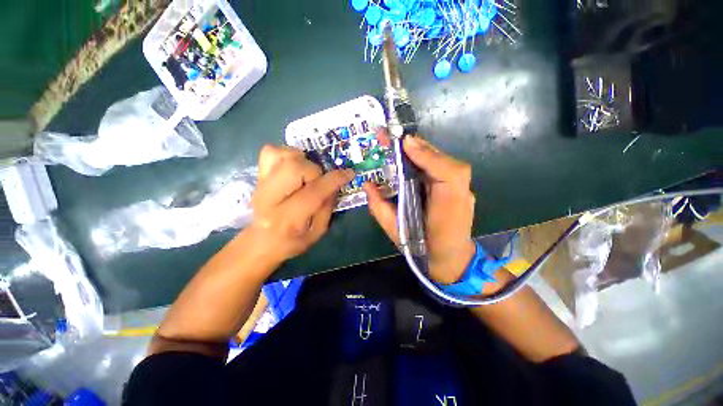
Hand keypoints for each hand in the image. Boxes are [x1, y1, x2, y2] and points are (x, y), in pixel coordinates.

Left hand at [249, 145, 353, 263]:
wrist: (262, 241)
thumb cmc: (293, 241)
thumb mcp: (318, 231)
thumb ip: (327, 206)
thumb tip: (335, 183)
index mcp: (288, 219)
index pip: (313, 192)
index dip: (334, 179)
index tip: (348, 173)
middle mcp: (270, 199)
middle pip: (294, 168)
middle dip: (314, 170)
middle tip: (318, 180)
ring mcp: (261, 184)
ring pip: (282, 155)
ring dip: (301, 160)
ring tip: (306, 173)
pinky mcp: (258, 176)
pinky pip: (270, 151)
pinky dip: (286, 154)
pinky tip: (293, 166)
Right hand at [363, 136, 476, 283]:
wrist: (452, 258)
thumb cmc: (423, 248)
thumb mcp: (397, 232)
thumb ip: (380, 208)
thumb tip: (367, 184)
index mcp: (448, 207)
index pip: (446, 173)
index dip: (426, 156)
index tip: (403, 142)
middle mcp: (460, 192)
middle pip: (443, 160)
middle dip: (416, 146)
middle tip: (392, 138)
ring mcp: (463, 188)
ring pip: (441, 160)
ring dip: (418, 150)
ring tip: (397, 144)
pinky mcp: (459, 186)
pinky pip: (440, 166)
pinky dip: (424, 158)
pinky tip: (409, 157)